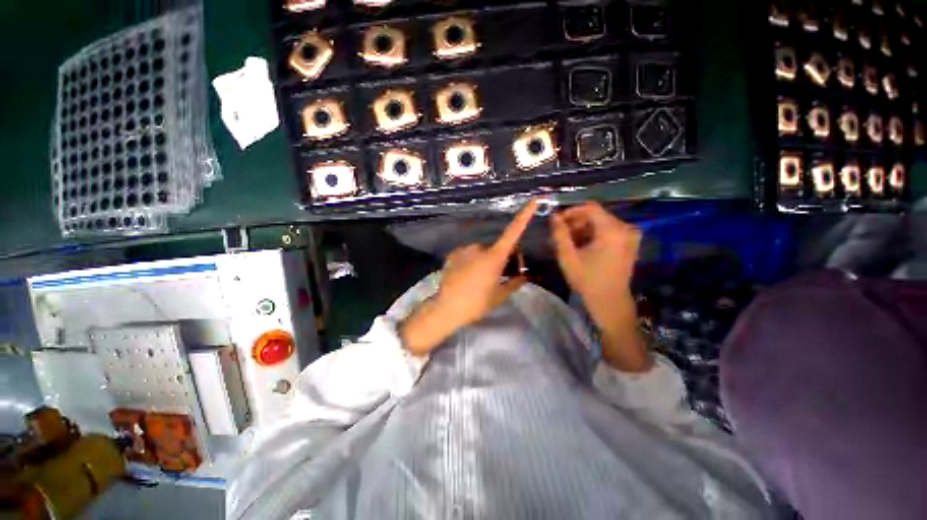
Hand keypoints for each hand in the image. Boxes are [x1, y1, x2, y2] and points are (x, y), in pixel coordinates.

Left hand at [400, 200, 538, 355]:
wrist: (447, 308)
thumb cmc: (477, 303)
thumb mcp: (500, 295)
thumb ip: (515, 283)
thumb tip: (526, 276)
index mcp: (495, 256)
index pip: (513, 232)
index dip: (524, 216)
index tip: (533, 201)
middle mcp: (480, 247)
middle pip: (499, 248)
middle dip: (505, 258)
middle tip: (504, 276)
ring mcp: (465, 249)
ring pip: (483, 252)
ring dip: (487, 261)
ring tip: (483, 279)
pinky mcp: (453, 254)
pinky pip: (469, 255)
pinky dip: (473, 261)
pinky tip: (469, 276)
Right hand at [551, 202, 650, 371]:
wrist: (610, 301)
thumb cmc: (587, 280)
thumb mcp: (568, 257)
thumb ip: (560, 234)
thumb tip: (553, 216)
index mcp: (612, 230)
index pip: (590, 208)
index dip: (571, 212)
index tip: (557, 222)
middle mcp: (625, 228)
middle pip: (597, 215)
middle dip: (576, 222)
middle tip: (561, 234)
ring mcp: (631, 236)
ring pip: (602, 223)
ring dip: (584, 229)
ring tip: (569, 242)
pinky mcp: (630, 243)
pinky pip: (609, 230)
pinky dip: (594, 234)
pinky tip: (583, 246)